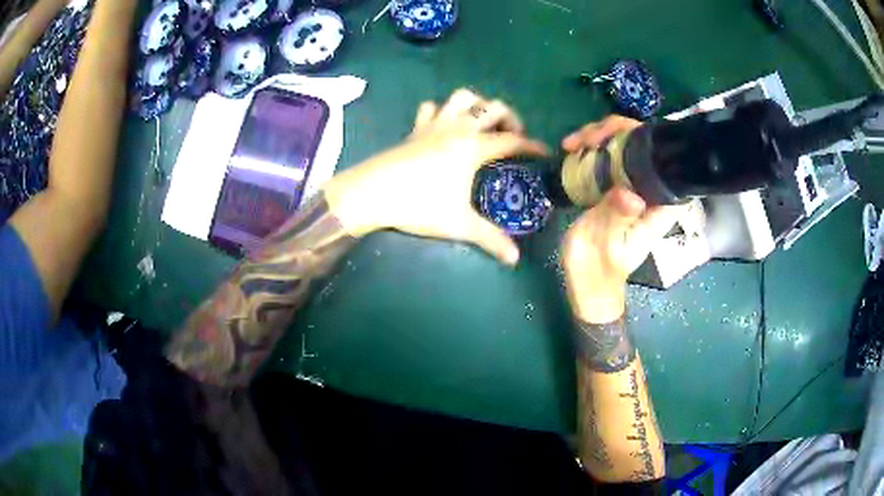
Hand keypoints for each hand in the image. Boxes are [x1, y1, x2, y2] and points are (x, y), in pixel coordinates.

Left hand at [324, 89, 546, 265]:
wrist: (371, 193)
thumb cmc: (418, 205)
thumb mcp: (459, 224)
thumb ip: (490, 239)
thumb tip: (514, 259)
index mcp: (474, 148)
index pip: (512, 141)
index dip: (532, 146)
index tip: (544, 152)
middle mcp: (458, 129)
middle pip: (492, 107)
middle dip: (509, 116)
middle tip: (511, 136)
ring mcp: (434, 125)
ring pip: (461, 97)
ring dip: (477, 104)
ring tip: (481, 123)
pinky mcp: (414, 129)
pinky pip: (431, 107)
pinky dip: (442, 110)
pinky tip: (443, 126)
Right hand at [561, 116, 682, 322]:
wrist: (588, 282)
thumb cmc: (599, 267)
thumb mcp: (605, 244)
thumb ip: (617, 218)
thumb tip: (629, 193)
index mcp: (659, 205)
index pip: (664, 159)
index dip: (643, 136)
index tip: (614, 134)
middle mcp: (650, 190)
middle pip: (643, 144)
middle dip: (614, 131)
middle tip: (583, 140)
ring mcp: (633, 186)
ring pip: (625, 146)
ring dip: (599, 136)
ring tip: (571, 144)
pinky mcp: (617, 186)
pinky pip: (609, 157)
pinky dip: (592, 147)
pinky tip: (572, 148)